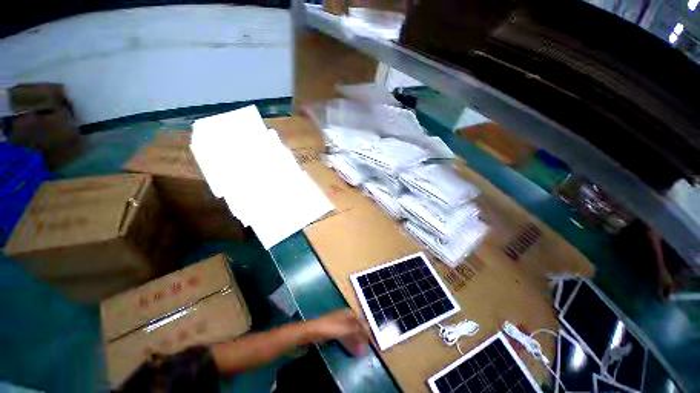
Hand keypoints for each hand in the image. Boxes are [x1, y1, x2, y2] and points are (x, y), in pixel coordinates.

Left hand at [309, 308, 369, 356]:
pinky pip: (346, 337)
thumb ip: (357, 328)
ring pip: (352, 333)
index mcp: (349, 313)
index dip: (366, 331)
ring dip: (356, 342)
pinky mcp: (336, 331)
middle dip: (361, 338)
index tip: (369, 342)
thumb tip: (368, 329)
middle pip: (357, 327)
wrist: (315, 330)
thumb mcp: (346, 327)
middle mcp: (346, 317)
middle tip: (364, 350)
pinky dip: (350, 342)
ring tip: (360, 352)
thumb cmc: (331, 327)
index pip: (361, 321)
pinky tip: (352, 349)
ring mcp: (340, 323)